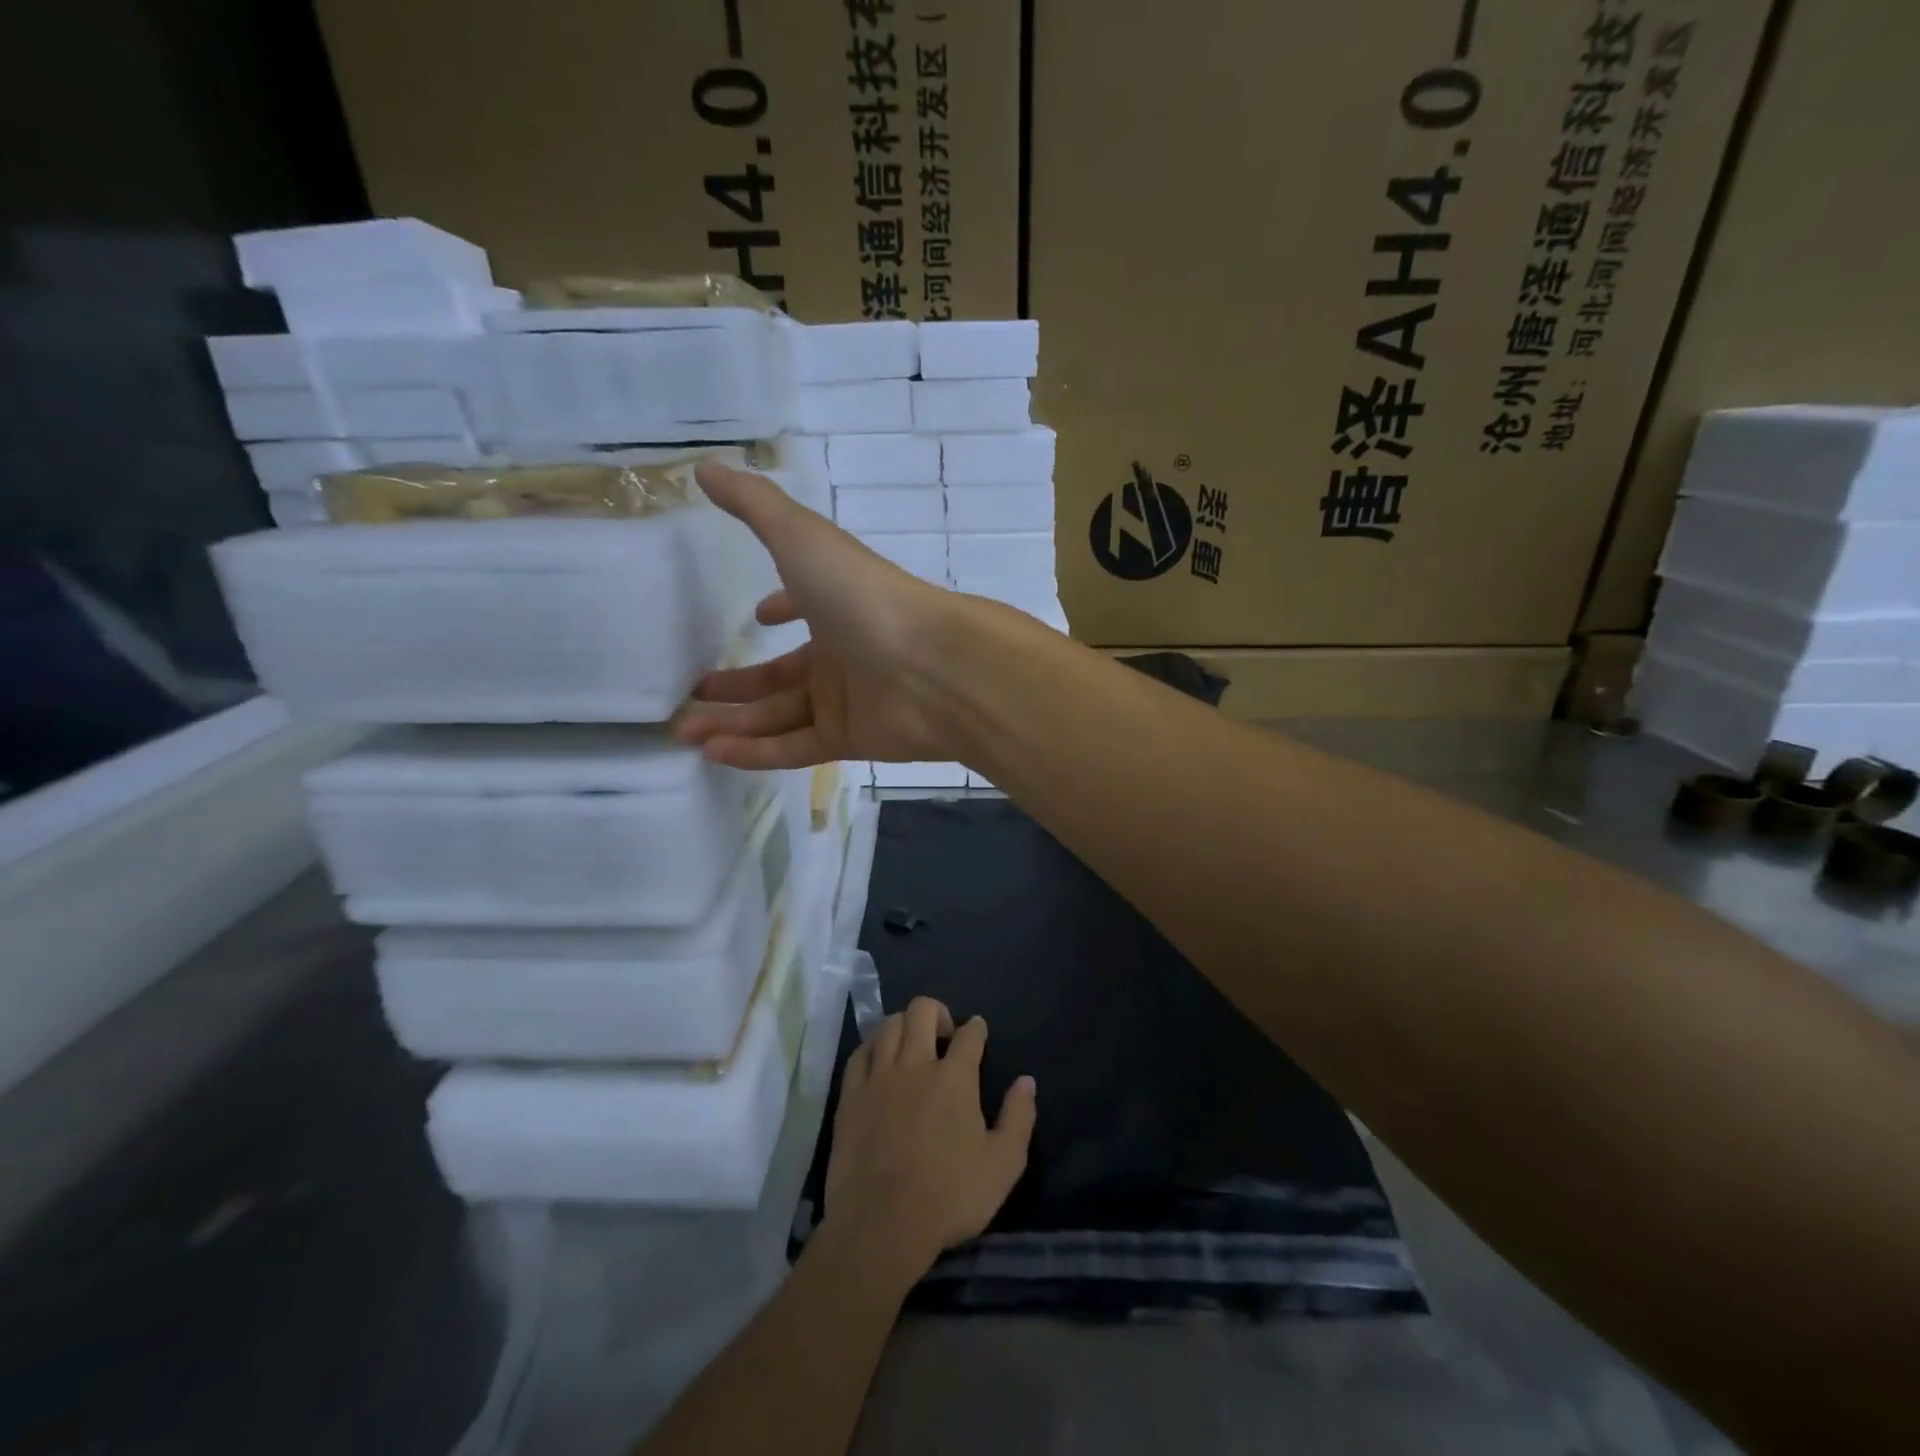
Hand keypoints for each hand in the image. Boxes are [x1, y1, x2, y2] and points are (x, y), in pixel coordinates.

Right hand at [679, 463, 967, 768]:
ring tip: (684, 732)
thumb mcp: (802, 538)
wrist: (930, 665)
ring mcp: (848, 700)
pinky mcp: (850, 740)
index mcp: (836, 606)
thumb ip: (754, 505)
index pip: (803, 606)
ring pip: (780, 716)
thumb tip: (705, 467)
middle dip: (738, 684)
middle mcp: (842, 653)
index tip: (755, 617)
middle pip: (781, 674)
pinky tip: (714, 753)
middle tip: (691, 694)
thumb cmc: (863, 595)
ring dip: (735, 723)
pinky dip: (755, 753)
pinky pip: (794, 749)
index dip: (781, 608)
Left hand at [824, 997, 1037, 1271]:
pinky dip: (873, 1047)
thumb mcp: (1003, 1165)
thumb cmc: (949, 1196)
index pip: (969, 1034)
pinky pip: (860, 1053)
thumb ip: (1018, 1118)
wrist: (882, 1224)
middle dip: (937, 1013)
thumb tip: (1026, 1081)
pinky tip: (878, 1059)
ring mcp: (878, 1076)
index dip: (976, 1028)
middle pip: (922, 1011)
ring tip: (911, 1044)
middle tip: (943, 1036)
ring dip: (904, 1025)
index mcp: (954, 1077)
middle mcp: (915, 1064)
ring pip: (889, 1025)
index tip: (978, 1031)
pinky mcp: (851, 1095)